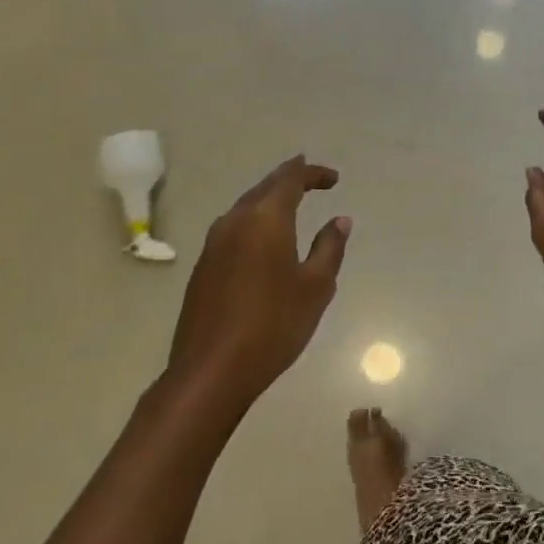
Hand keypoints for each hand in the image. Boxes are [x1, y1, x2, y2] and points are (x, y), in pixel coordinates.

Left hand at [168, 156, 351, 412]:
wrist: (211, 370)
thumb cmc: (273, 324)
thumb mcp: (316, 287)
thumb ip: (329, 247)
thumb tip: (340, 220)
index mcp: (266, 219)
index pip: (290, 178)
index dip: (312, 172)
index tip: (333, 179)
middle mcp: (235, 221)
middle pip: (265, 187)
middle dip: (289, 179)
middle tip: (312, 179)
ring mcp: (214, 243)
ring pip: (246, 207)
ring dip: (269, 200)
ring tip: (291, 204)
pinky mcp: (203, 266)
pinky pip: (233, 228)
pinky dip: (254, 221)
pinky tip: (263, 238)